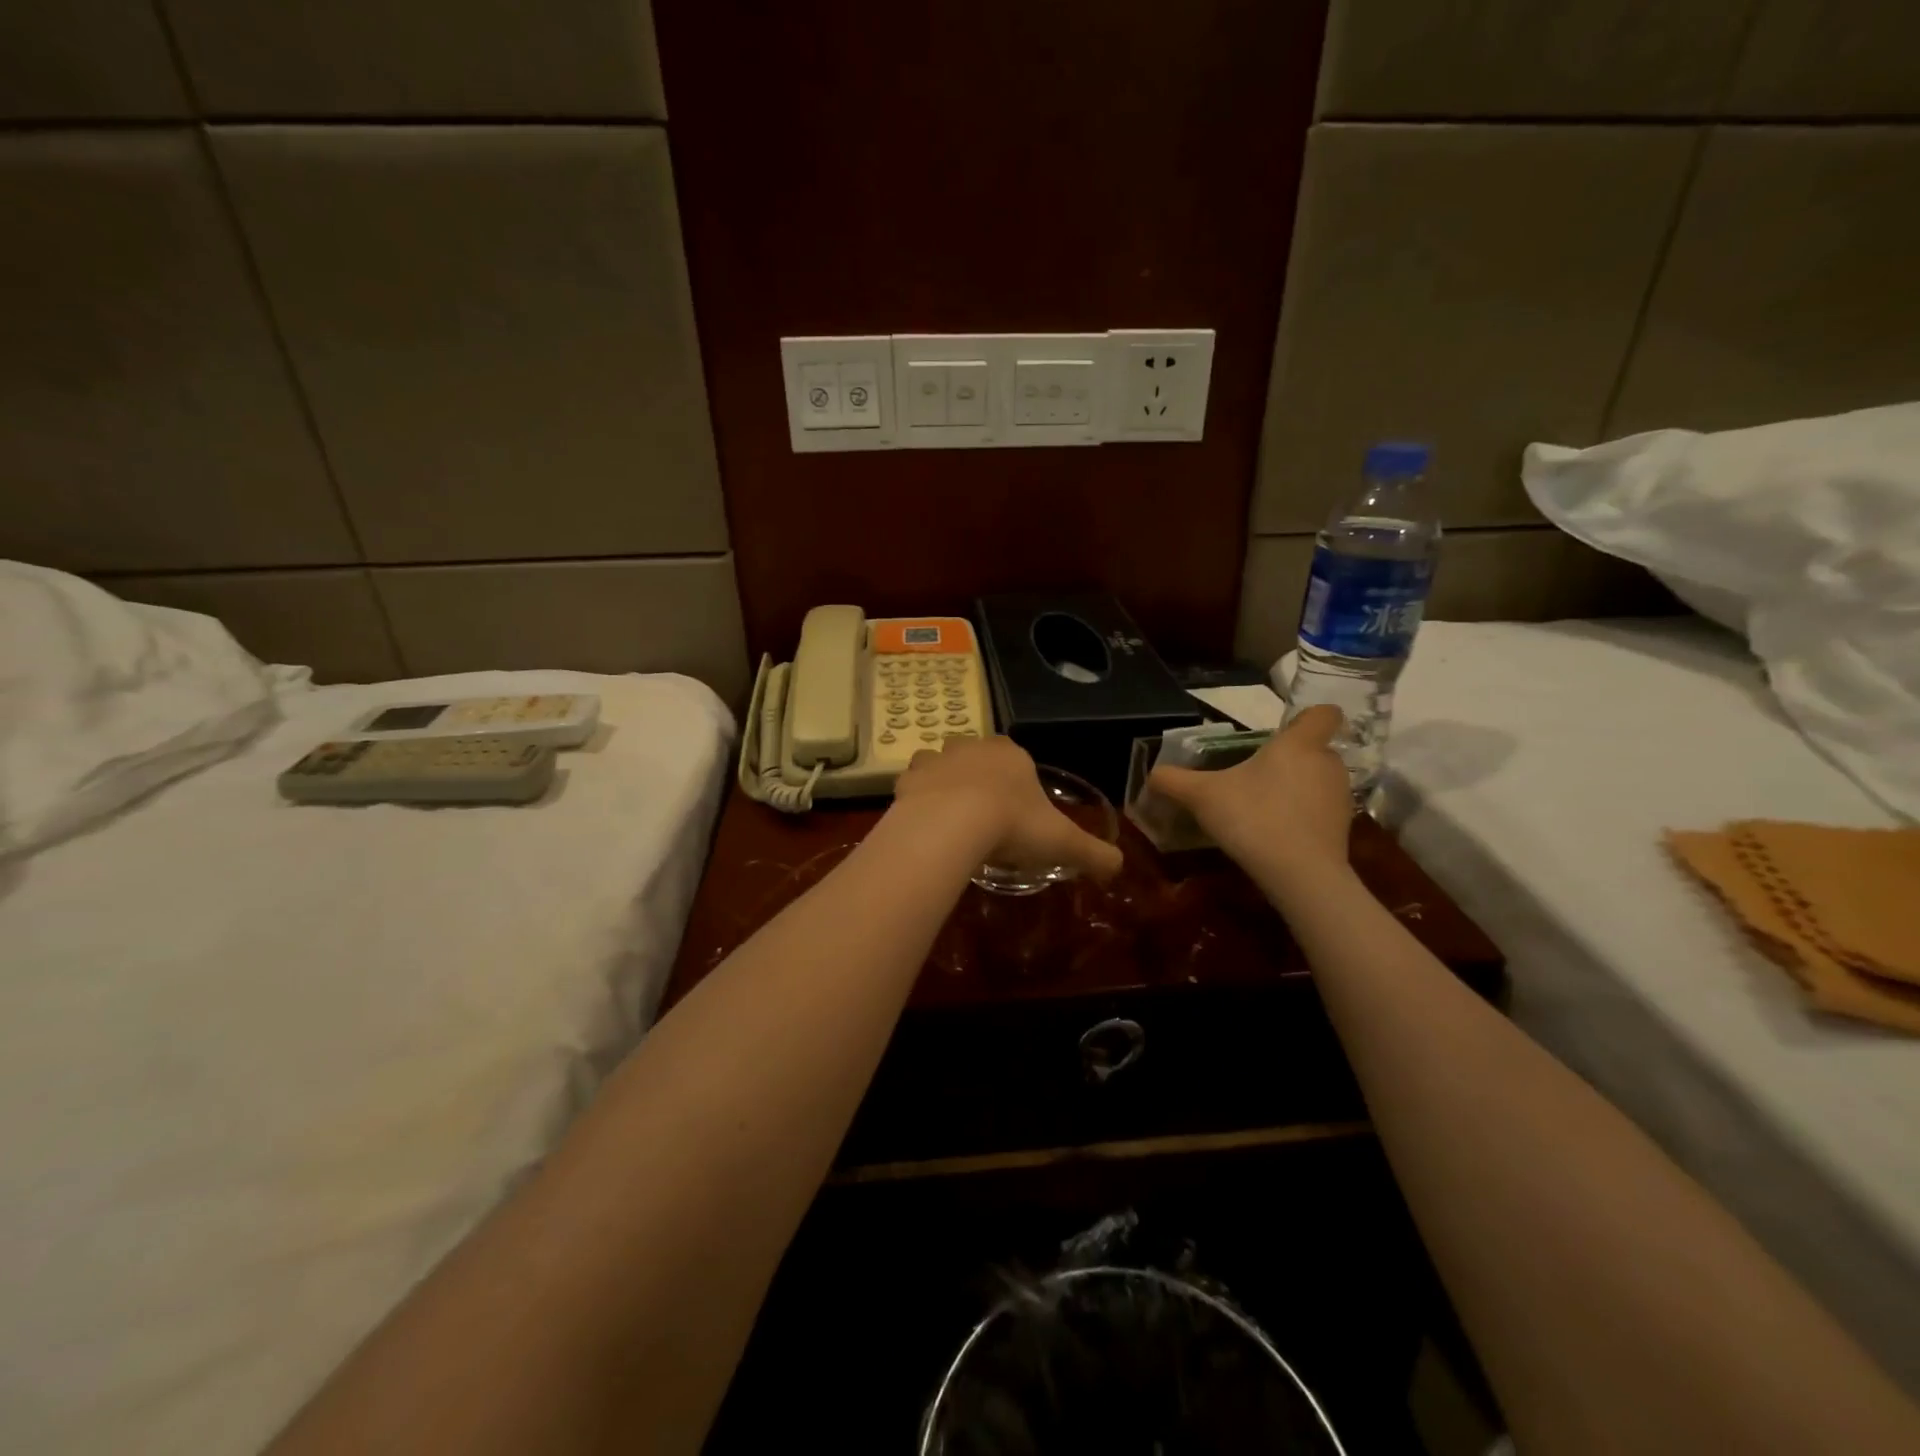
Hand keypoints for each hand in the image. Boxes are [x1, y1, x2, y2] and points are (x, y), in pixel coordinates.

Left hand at [893, 736, 1122, 881]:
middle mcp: (974, 746)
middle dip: (980, 781)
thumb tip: (1118, 867)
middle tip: (984, 820)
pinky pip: (914, 784)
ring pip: (943, 765)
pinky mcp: (908, 776)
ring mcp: (937, 758)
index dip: (1017, 786)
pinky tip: (925, 824)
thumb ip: (1095, 854)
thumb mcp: (1063, 844)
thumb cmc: (1013, 825)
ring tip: (951, 821)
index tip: (1016, 816)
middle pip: (978, 759)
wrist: (952, 824)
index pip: (1017, 760)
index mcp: (1012, 754)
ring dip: (947, 785)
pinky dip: (919, 798)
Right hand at [1148, 705, 1353, 879]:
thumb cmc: (1253, 818)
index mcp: (1298, 744)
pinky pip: (1321, 811)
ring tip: (1264, 808)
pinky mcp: (1343, 829)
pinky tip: (1277, 834)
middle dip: (1291, 760)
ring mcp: (1340, 797)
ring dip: (1297, 789)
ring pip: (1319, 781)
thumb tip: (1151, 774)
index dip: (1307, 718)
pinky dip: (1304, 816)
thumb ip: (1174, 781)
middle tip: (1256, 776)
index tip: (1283, 732)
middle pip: (1315, 749)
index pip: (1324, 713)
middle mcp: (1327, 764)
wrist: (1300, 874)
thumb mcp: (1201, 796)